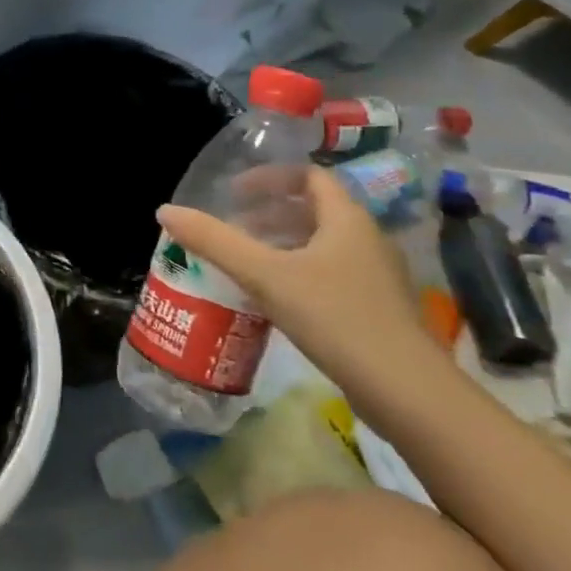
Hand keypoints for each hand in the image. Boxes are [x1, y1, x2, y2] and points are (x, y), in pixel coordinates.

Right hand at [156, 167, 427, 383]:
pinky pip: (330, 275)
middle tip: (233, 228)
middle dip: (270, 215)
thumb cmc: (334, 317)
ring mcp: (376, 277)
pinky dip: (298, 274)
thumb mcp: (265, 275)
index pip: (309, 178)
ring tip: (246, 263)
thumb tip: (165, 210)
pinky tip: (274, 301)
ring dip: (283, 246)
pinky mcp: (377, 310)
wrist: (406, 392)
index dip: (270, 178)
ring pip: (322, 246)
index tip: (235, 194)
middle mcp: (367, 240)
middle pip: (315, 211)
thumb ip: (215, 241)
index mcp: (346, 220)